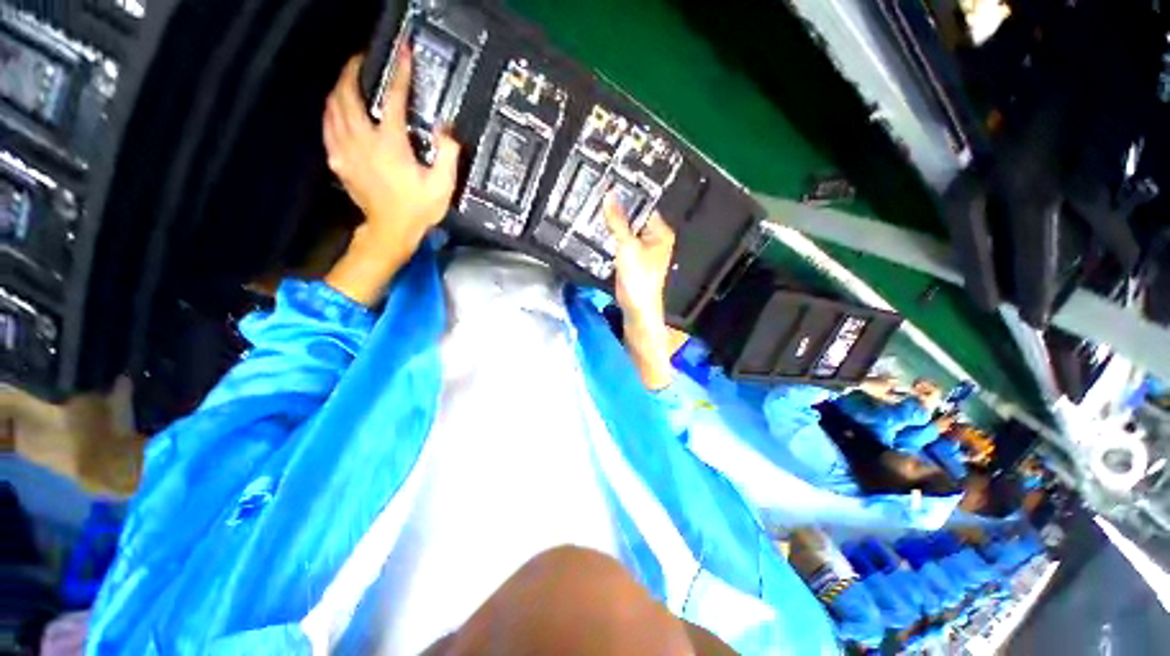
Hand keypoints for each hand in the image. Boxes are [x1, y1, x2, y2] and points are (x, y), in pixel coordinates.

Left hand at [323, 51, 460, 304]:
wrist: (391, 230)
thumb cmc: (418, 209)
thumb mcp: (443, 186)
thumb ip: (448, 156)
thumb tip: (446, 129)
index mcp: (390, 145)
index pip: (394, 100)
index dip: (400, 74)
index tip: (403, 52)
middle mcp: (363, 141)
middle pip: (348, 95)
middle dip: (352, 71)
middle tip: (361, 60)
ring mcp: (346, 150)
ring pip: (332, 108)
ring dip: (339, 89)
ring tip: (348, 81)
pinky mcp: (338, 160)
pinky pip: (328, 128)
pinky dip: (331, 113)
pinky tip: (337, 111)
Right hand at [604, 194, 674, 330]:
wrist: (636, 307)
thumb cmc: (638, 275)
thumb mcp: (627, 245)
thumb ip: (617, 220)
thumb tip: (609, 194)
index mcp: (661, 232)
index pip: (645, 207)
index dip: (629, 197)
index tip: (610, 185)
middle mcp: (655, 238)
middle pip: (635, 219)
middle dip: (619, 211)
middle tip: (598, 196)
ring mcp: (643, 250)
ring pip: (627, 231)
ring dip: (614, 225)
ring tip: (595, 209)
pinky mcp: (633, 260)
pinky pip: (622, 243)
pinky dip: (612, 238)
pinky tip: (598, 230)